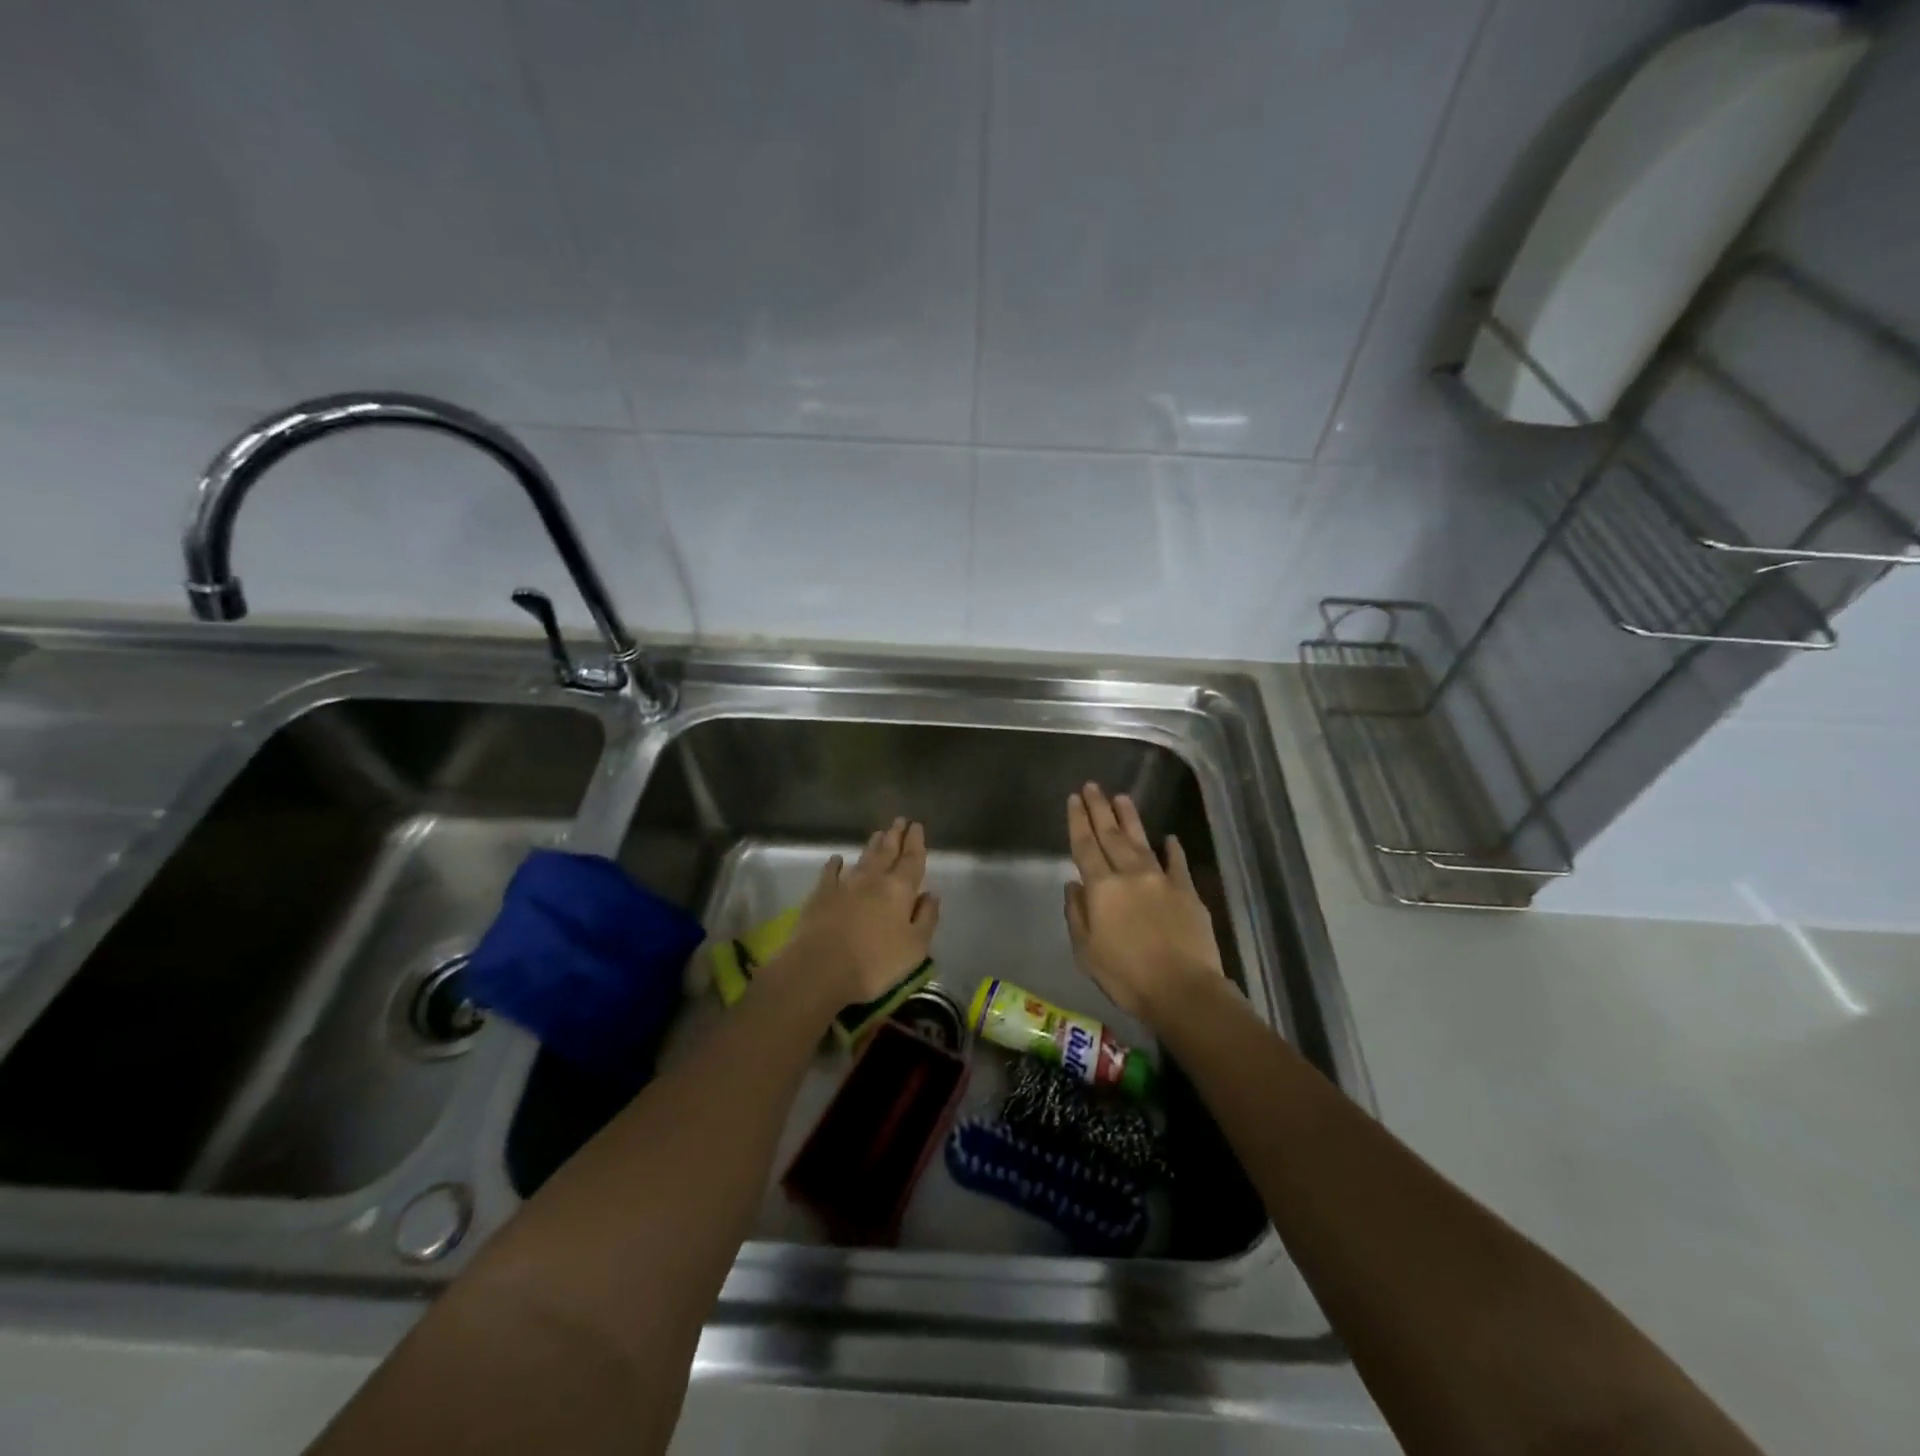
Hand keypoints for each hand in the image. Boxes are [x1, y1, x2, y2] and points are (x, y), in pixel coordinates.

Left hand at [787, 818, 940, 1005]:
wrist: (820, 968)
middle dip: (895, 836)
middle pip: (887, 852)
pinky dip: (835, 864)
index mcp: (900, 890)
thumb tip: (931, 894)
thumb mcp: (915, 947)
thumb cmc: (875, 963)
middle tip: (899, 820)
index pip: (912, 860)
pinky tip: (837, 859)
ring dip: (872, 845)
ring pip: (863, 858)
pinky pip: (830, 872)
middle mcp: (874, 879)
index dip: (916, 842)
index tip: (917, 825)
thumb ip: (927, 917)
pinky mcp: (821, 894)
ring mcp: (845, 884)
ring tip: (878, 833)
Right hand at [1064, 784, 1223, 1025]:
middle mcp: (1130, 875)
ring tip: (1122, 797)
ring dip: (1130, 818)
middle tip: (1092, 786)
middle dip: (1100, 809)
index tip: (1073, 799)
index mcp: (1102, 888)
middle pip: (1111, 835)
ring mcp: (1162, 880)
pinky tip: (1169, 837)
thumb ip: (1077, 914)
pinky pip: (1177, 864)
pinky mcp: (1188, 892)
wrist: (1183, 990)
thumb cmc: (1126, 976)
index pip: (1085, 846)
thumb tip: (1073, 885)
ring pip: (1142, 841)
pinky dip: (1172, 849)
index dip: (1078, 821)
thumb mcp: (1086, 951)